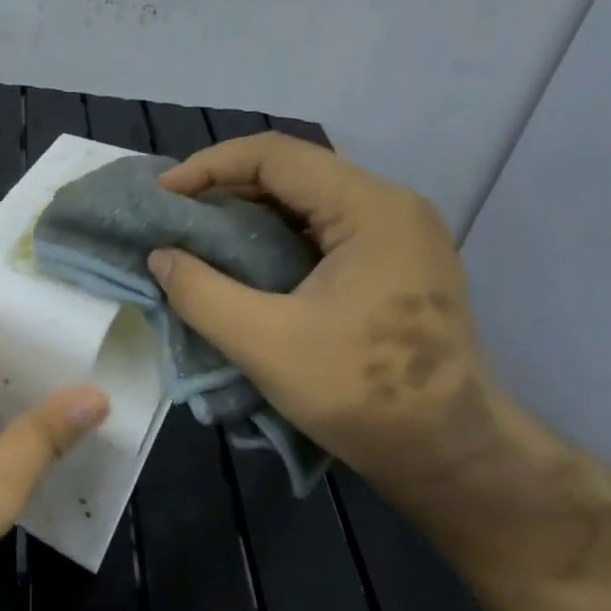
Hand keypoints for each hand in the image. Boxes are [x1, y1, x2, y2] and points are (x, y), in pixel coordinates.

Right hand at [151, 134, 542, 553]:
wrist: (450, 455)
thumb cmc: (361, 393)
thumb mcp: (263, 343)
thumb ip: (200, 292)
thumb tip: (160, 256)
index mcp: (370, 210)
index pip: (276, 156)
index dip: (209, 167)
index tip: (162, 197)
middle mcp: (389, 207)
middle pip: (292, 171)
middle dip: (224, 188)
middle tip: (174, 217)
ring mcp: (395, 236)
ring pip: (304, 200)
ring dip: (246, 213)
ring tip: (197, 238)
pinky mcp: (391, 264)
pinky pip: (319, 229)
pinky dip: (271, 236)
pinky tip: (240, 263)